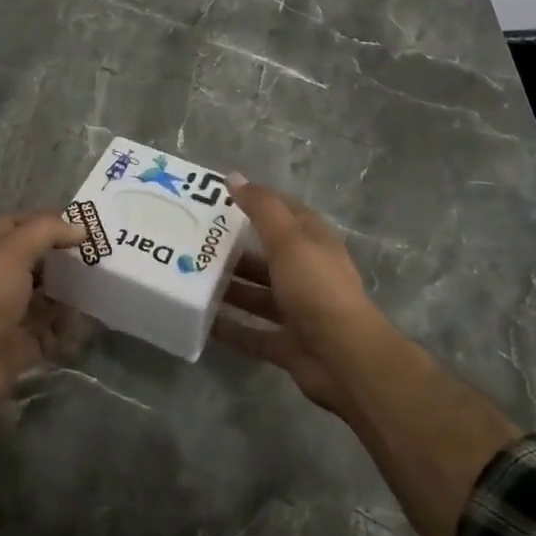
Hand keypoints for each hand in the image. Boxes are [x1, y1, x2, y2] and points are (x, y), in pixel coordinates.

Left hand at [0, 211, 85, 405]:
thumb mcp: (14, 249)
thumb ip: (48, 231)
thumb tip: (80, 228)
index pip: (19, 224)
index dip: (48, 221)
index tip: (82, 225)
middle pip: (37, 260)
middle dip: (65, 257)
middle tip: (99, 253)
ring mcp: (11, 310)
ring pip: (47, 294)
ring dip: (70, 291)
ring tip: (101, 283)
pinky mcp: (23, 340)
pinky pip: (52, 329)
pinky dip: (69, 325)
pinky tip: (91, 317)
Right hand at [213, 179, 385, 416]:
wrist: (344, 358)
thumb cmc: (316, 287)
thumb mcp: (288, 240)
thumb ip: (261, 208)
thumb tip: (234, 177)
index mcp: (314, 243)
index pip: (285, 212)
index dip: (258, 201)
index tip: (220, 197)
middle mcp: (307, 273)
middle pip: (267, 256)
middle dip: (235, 249)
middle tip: (195, 242)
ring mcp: (298, 311)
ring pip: (257, 294)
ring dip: (230, 288)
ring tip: (191, 279)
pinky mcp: (287, 343)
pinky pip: (252, 332)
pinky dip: (231, 327)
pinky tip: (202, 321)